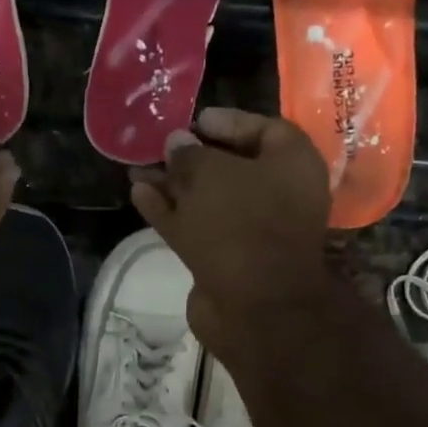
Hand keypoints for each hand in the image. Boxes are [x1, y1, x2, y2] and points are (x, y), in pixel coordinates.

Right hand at [130, 108, 331, 356]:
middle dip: (190, 158)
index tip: (192, 121)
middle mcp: (278, 195)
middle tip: (156, 147)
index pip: (262, 129)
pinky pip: (196, 226)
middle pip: (230, 167)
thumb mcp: (210, 173)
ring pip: (208, 199)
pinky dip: (170, 212)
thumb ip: (189, 154)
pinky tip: (139, 196)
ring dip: (173, 186)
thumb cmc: (241, 222)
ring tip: (136, 171)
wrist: (254, 305)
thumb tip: (176, 143)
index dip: (225, 122)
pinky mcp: (227, 260)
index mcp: (291, 163)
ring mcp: (252, 231)